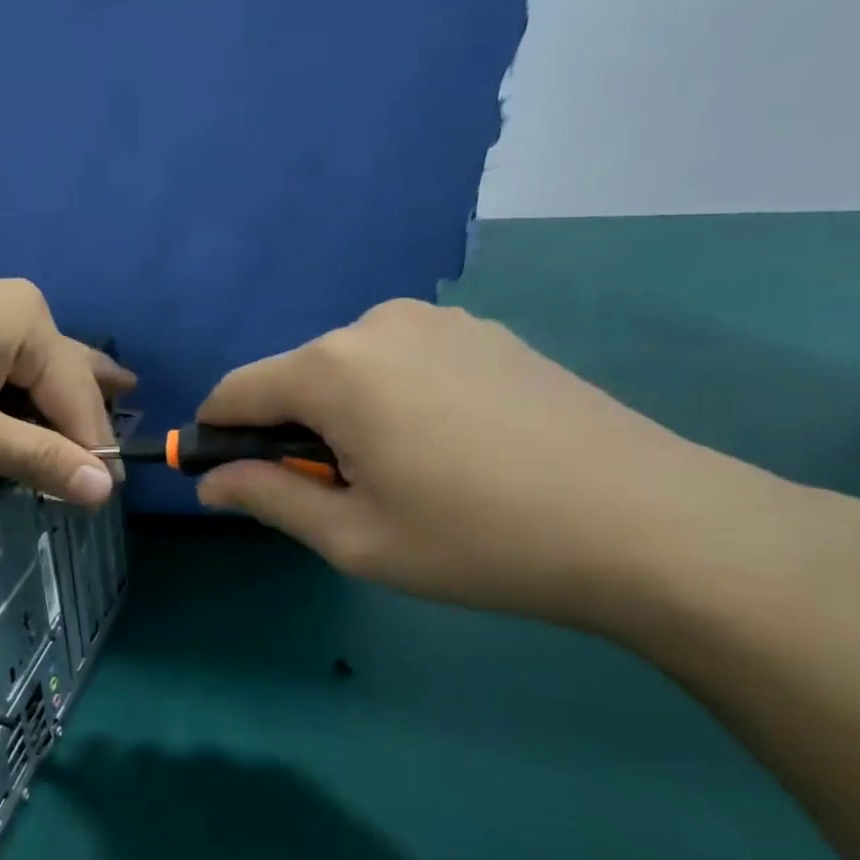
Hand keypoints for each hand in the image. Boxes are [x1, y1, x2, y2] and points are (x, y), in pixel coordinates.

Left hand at [0, 279, 133, 505]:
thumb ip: (40, 459)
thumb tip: (105, 489)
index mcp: (28, 320)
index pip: (80, 395)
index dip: (95, 447)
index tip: (105, 497)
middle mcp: (10, 304)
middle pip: (64, 367)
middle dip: (90, 400)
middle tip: (136, 408)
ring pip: (32, 364)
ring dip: (56, 396)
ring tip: (98, 400)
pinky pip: (0, 363)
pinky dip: (19, 391)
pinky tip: (28, 400)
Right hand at [195, 300, 799, 628]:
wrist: (648, 524)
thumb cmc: (477, 539)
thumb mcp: (354, 537)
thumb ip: (267, 497)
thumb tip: (210, 481)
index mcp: (333, 368)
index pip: (236, 391)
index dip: (217, 436)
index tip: (230, 482)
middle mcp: (376, 323)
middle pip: (293, 378)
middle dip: (289, 432)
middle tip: (334, 497)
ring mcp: (437, 320)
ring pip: (348, 369)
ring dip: (341, 416)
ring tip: (397, 476)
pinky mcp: (483, 332)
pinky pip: (400, 362)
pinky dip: (390, 400)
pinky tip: (445, 449)